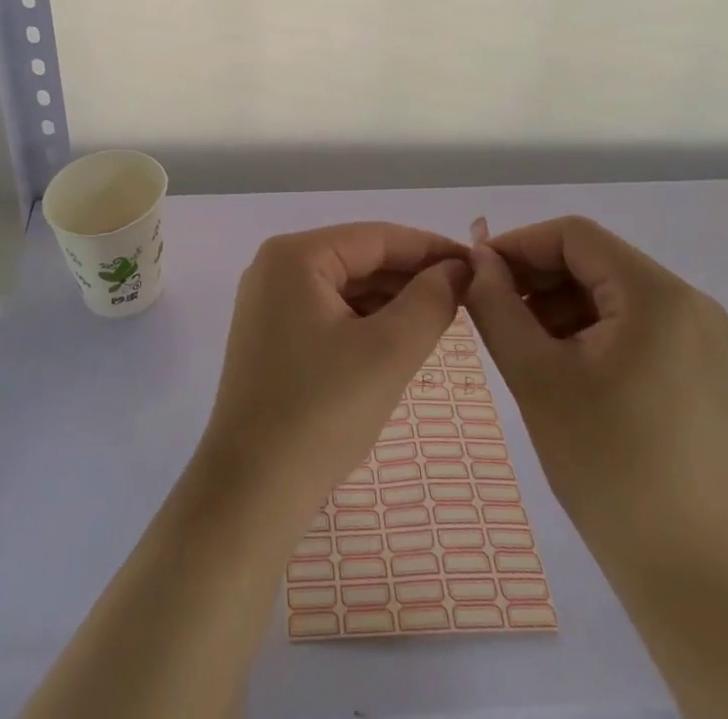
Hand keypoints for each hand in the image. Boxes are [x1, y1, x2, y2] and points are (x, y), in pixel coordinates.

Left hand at [198, 222, 470, 525]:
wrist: (251, 491)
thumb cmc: (321, 412)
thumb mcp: (389, 352)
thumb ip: (431, 301)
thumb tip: (458, 268)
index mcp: (295, 256)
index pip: (376, 237)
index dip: (430, 248)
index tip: (476, 265)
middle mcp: (275, 266)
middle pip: (358, 258)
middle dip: (411, 276)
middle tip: (466, 295)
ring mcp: (268, 301)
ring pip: (344, 286)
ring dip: (391, 299)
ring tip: (442, 316)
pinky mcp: (270, 334)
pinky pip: (328, 310)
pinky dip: (365, 320)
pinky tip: (399, 337)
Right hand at [463, 216, 727, 564]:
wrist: (686, 570)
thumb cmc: (605, 464)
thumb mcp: (534, 374)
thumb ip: (496, 304)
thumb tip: (476, 260)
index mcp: (658, 295)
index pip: (574, 236)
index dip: (518, 245)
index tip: (476, 273)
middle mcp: (687, 301)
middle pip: (592, 259)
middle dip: (535, 276)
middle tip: (488, 306)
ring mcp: (697, 334)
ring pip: (606, 289)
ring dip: (556, 302)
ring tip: (516, 338)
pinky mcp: (694, 364)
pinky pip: (627, 320)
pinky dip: (584, 326)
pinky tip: (553, 358)